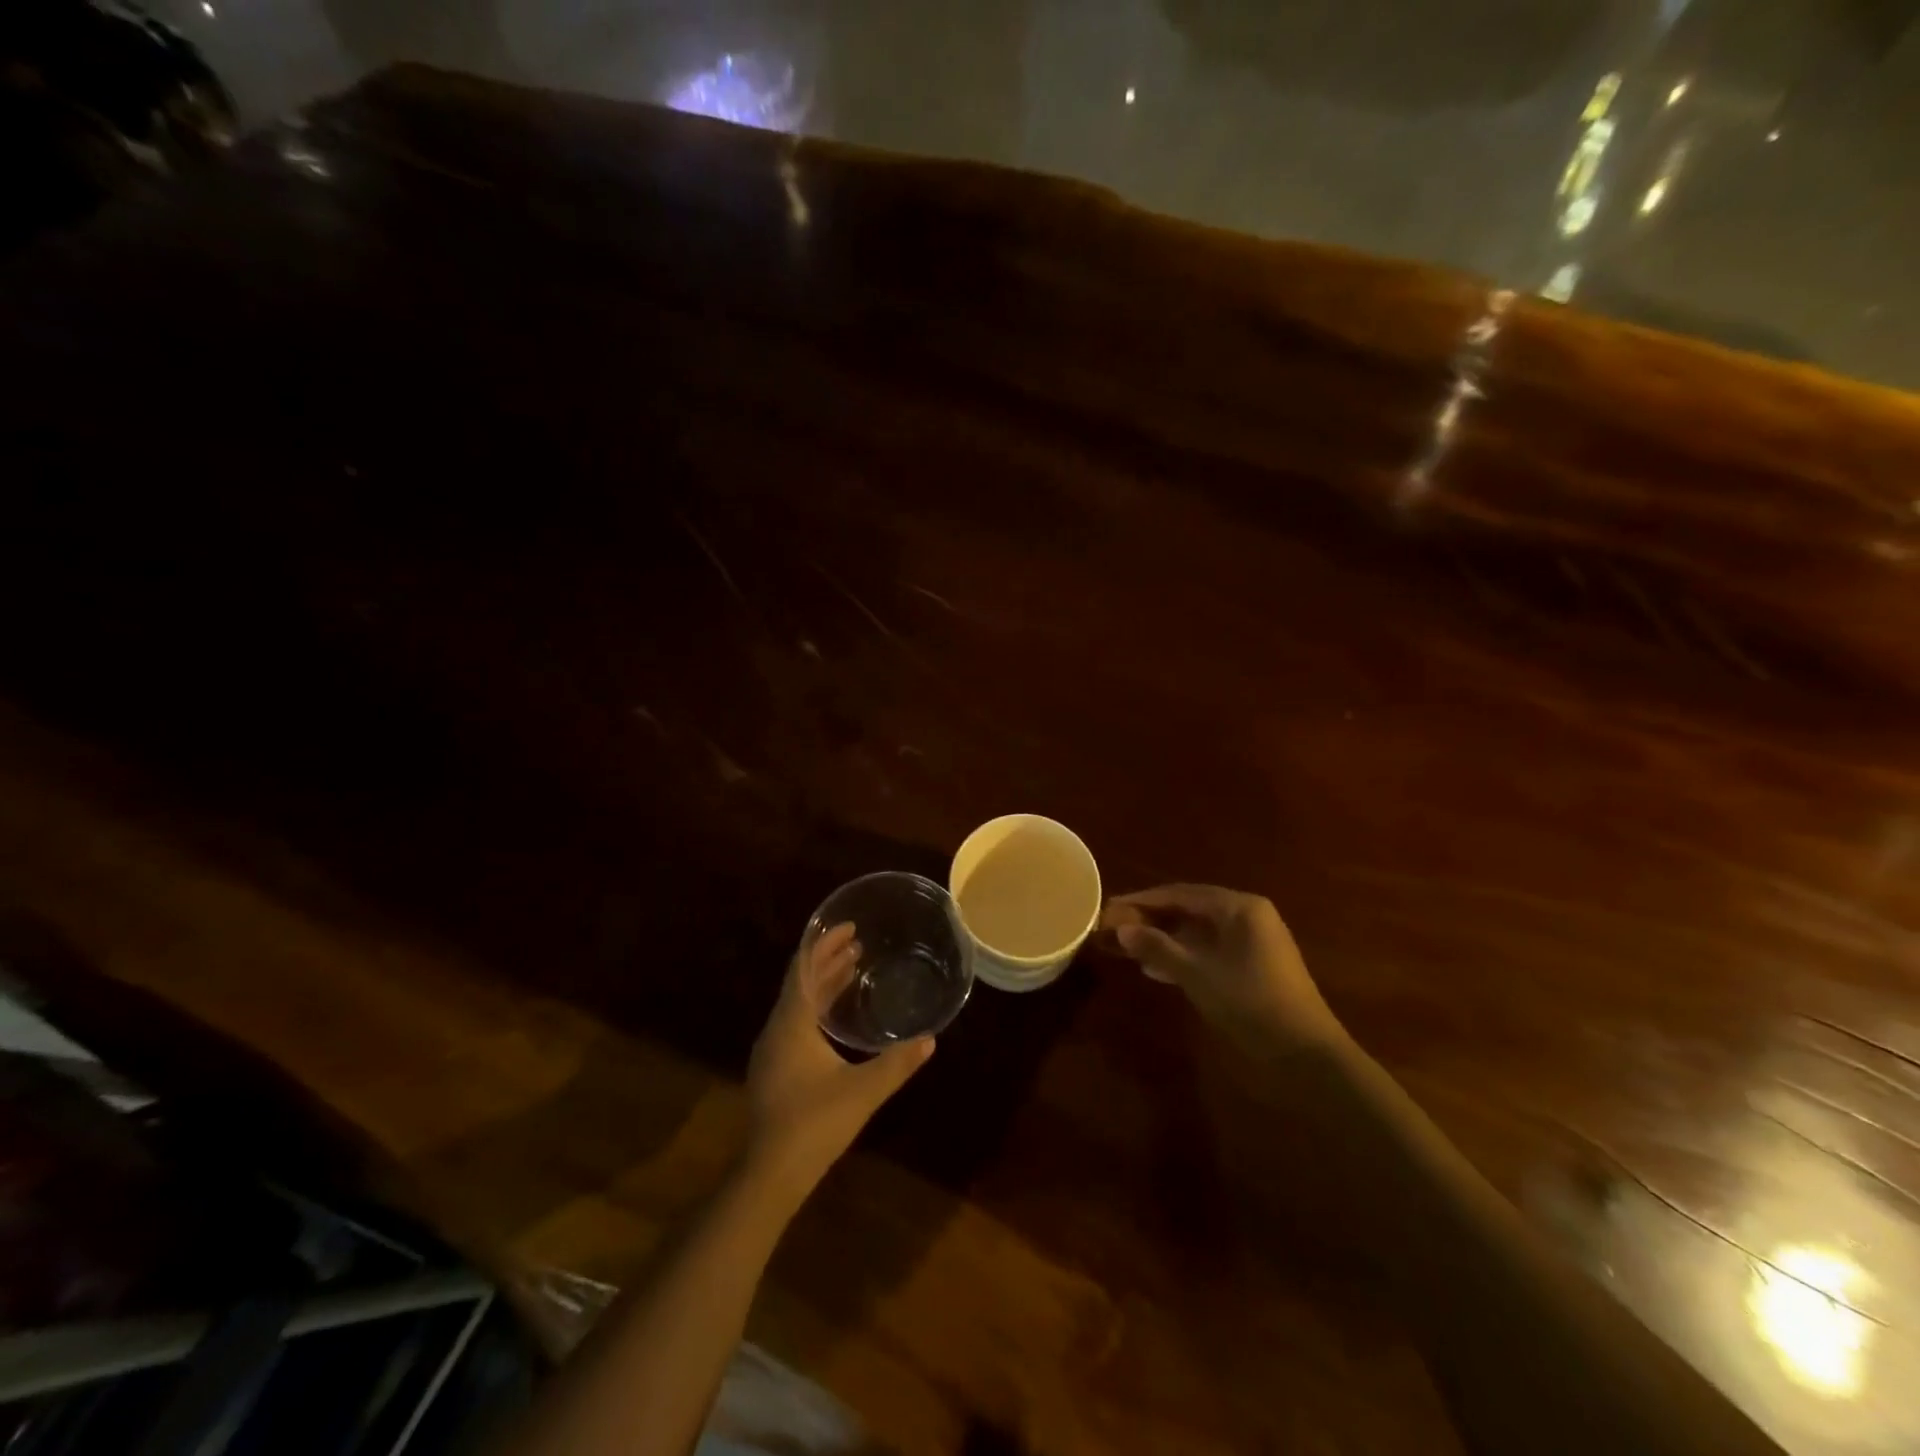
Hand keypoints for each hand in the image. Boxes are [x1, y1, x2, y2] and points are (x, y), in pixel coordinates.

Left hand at [744, 923, 933, 1194]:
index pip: (805, 969)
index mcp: (792, 1024)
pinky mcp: (774, 1070)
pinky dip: (817, 1007)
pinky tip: (835, 1017)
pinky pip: (796, 1022)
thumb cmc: (815, 1123)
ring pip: (798, 1004)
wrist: (770, 1175)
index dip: (824, 944)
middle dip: (827, 960)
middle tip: (857, 942)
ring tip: (852, 968)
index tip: (849, 927)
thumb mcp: (863, 1091)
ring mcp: (772, 1051)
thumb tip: (929, 1039)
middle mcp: (777, 1030)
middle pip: (801, 982)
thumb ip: (897, 1063)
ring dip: (823, 983)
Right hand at [1101, 884, 1345, 1054]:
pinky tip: (1156, 969)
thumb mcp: (1197, 974)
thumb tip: (1121, 929)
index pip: (1180, 893)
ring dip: (1163, 939)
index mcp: (1239, 907)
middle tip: (1115, 927)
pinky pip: (1209, 950)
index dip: (1142, 901)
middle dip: (1151, 919)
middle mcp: (1247, 916)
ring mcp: (1252, 942)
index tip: (1110, 908)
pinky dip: (1183, 956)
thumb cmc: (1250, 1003)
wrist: (1305, 1056)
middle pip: (1188, 909)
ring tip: (1128, 949)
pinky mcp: (1252, 966)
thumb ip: (1158, 948)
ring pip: (1197, 932)